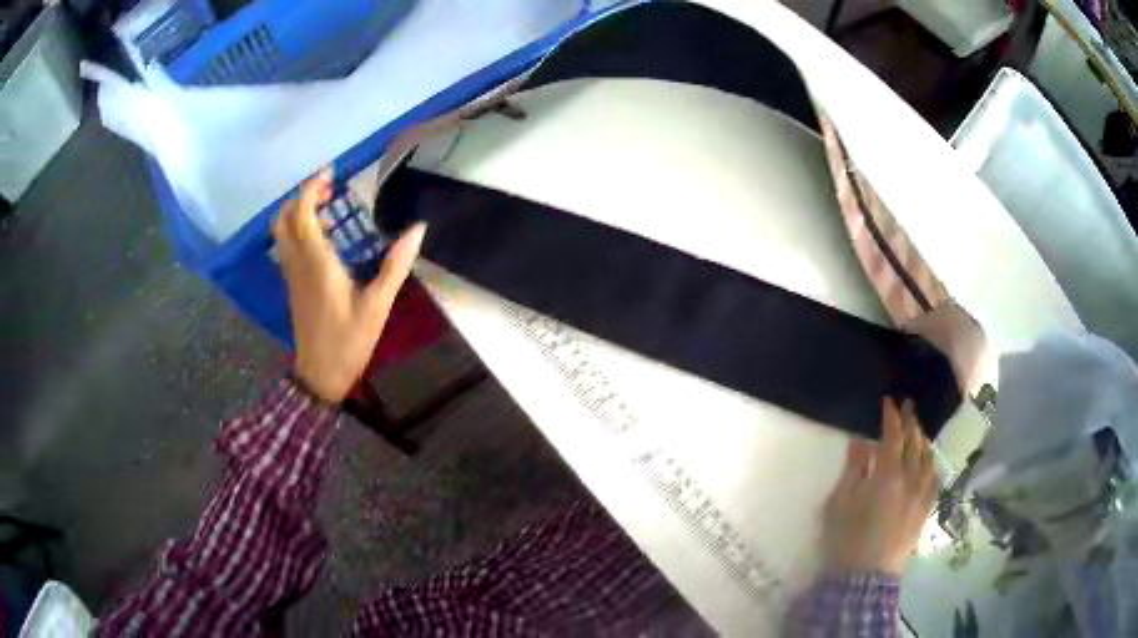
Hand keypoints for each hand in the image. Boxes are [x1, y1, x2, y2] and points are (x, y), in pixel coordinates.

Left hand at [273, 168, 426, 403]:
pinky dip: (298, 230)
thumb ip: (396, 265)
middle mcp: (298, 263)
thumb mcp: (378, 305)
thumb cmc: (349, 341)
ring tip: (327, 210)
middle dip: (301, 196)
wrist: (320, 375)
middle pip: (284, 218)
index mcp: (317, 262)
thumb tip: (418, 229)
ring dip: (298, 212)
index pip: (302, 212)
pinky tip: (323, 238)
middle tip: (329, 191)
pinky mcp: (293, 286)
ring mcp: (292, 275)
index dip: (312, 187)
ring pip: (281, 232)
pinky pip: (287, 247)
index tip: (331, 174)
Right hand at [821, 398, 936, 574]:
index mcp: (887, 476)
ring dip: (923, 440)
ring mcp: (920, 496)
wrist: (863, 579)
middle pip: (914, 443)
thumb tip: (861, 442)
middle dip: (911, 422)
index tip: (888, 402)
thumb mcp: (840, 504)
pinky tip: (930, 461)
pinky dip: (932, 464)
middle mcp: (910, 480)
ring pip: (927, 459)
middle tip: (907, 406)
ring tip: (919, 430)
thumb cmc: (846, 541)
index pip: (893, 437)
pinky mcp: (924, 512)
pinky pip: (934, 481)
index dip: (891, 417)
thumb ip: (853, 470)